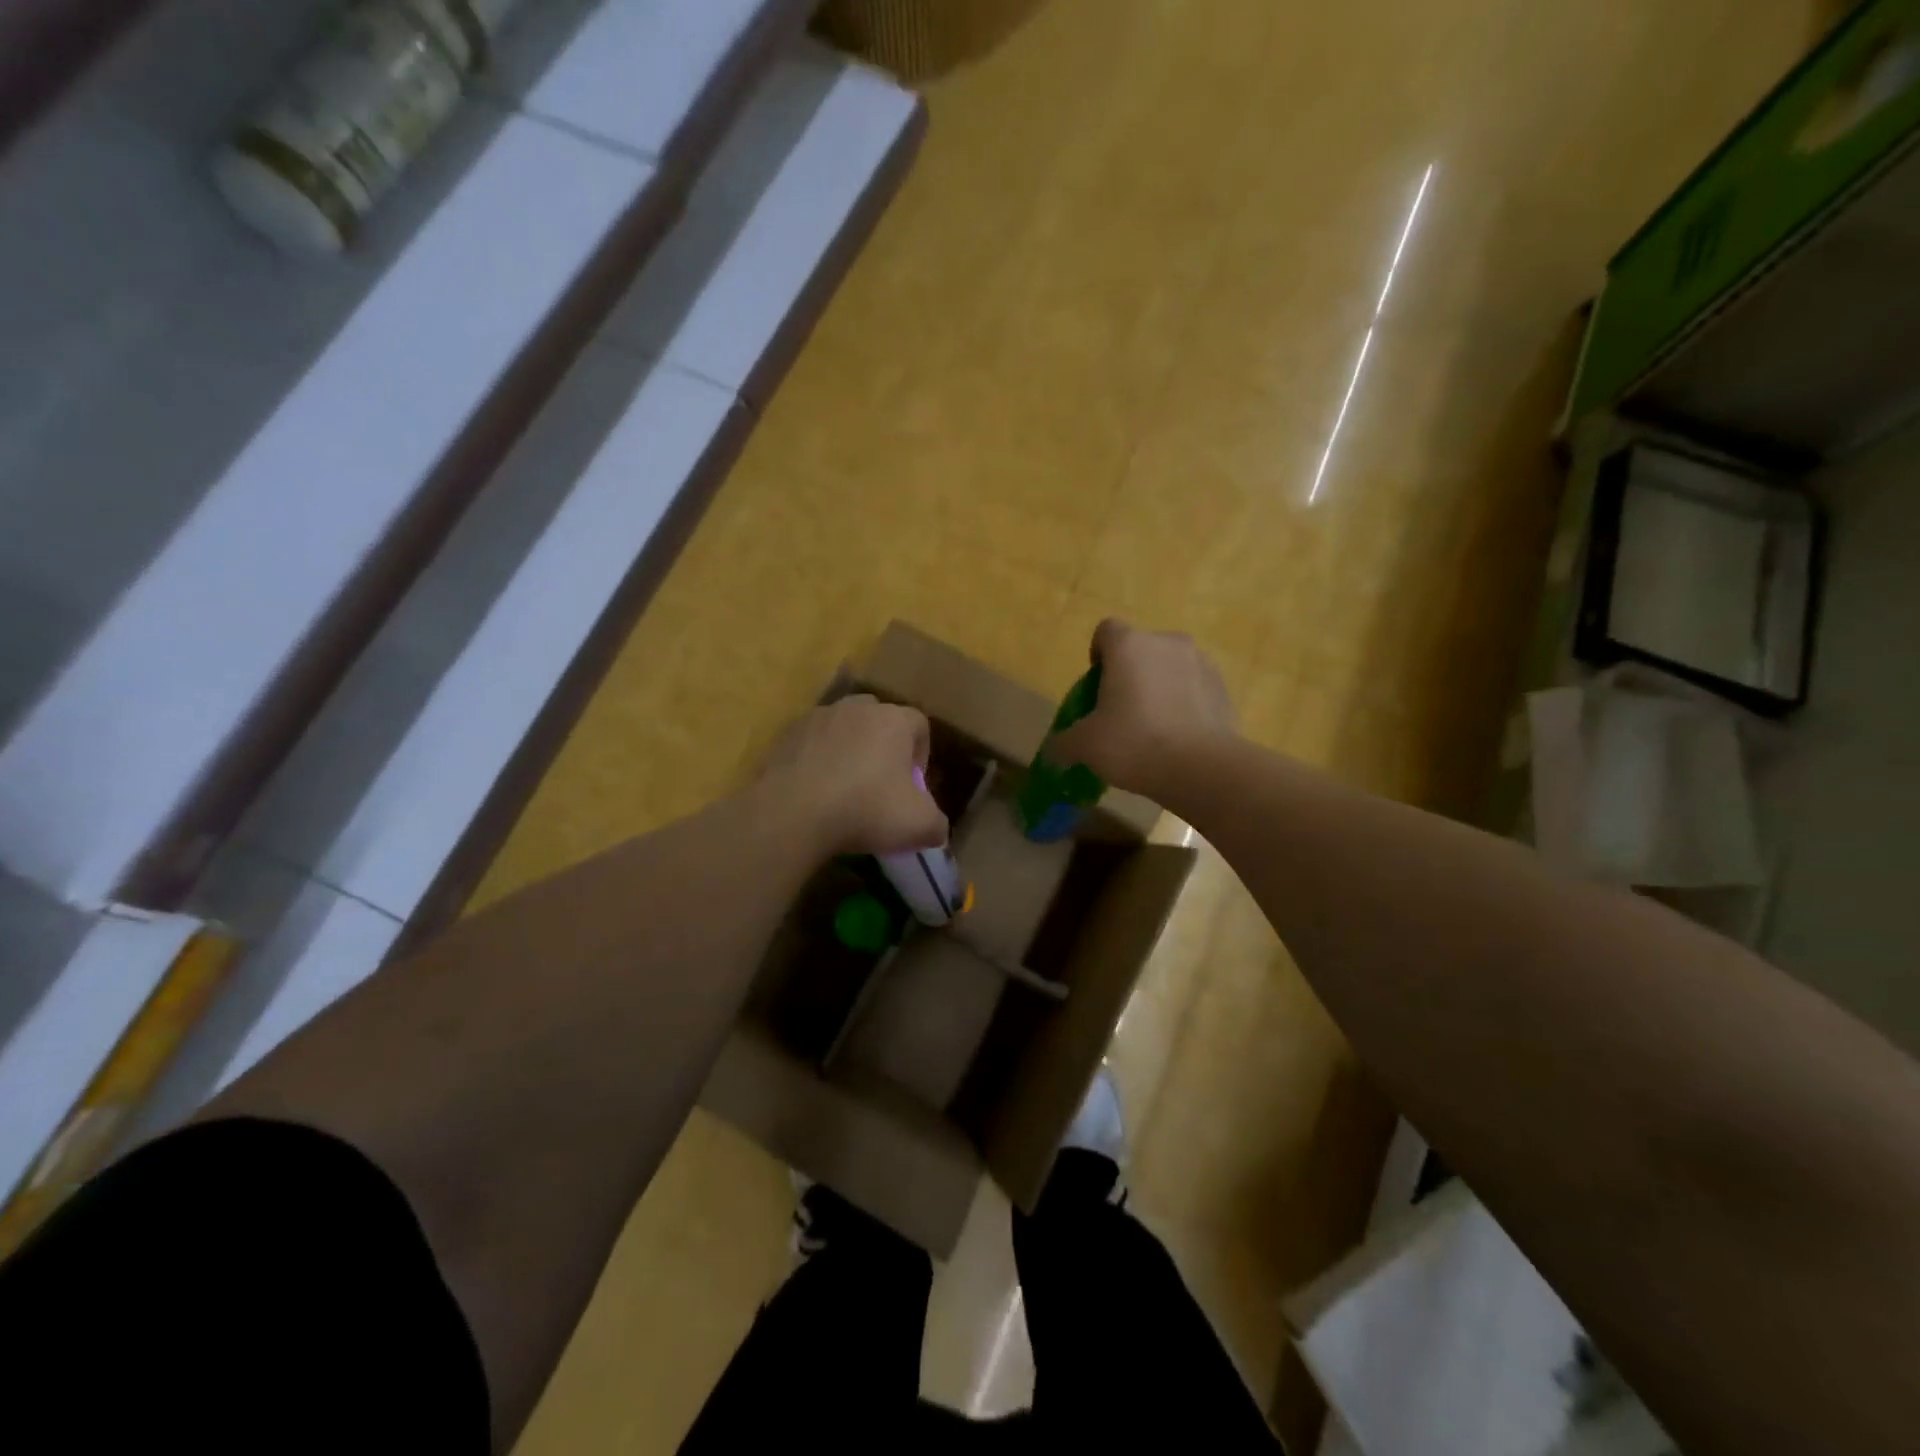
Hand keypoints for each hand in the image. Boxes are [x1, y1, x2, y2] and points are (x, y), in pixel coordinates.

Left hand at [757, 694, 948, 856]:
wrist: (793, 813)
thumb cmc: (866, 810)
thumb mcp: (919, 825)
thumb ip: (937, 824)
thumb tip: (936, 830)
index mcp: (894, 719)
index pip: (920, 725)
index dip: (922, 755)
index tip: (913, 786)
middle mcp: (857, 708)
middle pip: (880, 721)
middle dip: (884, 748)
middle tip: (881, 784)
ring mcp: (819, 717)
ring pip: (844, 729)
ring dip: (849, 752)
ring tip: (844, 789)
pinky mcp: (787, 734)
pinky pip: (813, 743)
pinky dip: (818, 761)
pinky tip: (816, 792)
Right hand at [1048, 620, 1237, 793]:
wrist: (1201, 768)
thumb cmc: (1134, 743)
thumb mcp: (1085, 745)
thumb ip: (1064, 741)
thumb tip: (1054, 749)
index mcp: (1129, 645)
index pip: (1106, 631)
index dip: (1097, 655)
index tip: (1096, 688)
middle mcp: (1167, 643)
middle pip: (1140, 650)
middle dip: (1129, 674)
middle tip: (1120, 713)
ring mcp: (1201, 663)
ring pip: (1170, 668)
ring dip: (1159, 687)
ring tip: (1152, 729)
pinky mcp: (1223, 688)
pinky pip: (1194, 689)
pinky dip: (1184, 704)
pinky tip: (1178, 738)